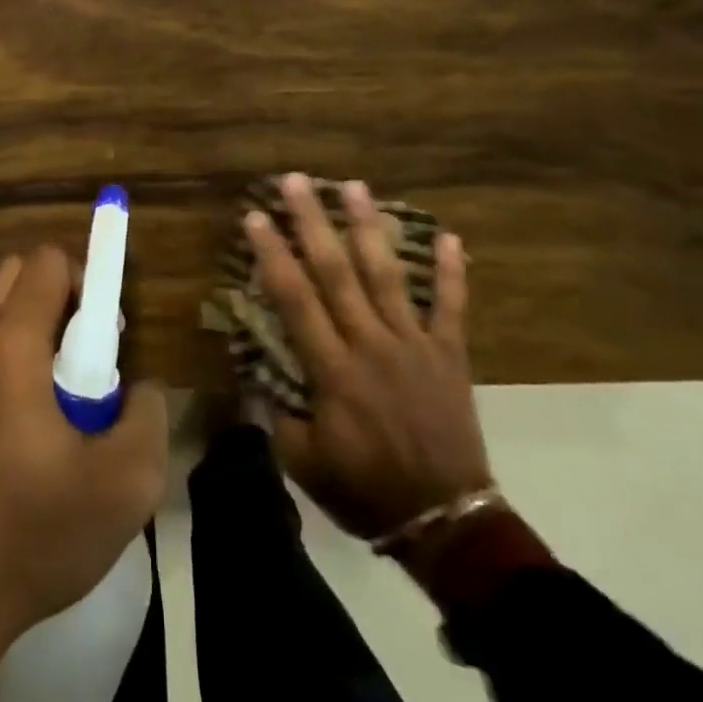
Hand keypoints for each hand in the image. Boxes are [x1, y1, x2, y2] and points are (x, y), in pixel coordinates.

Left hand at [0, 247, 168, 692]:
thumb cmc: (33, 533)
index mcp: (10, 344)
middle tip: (82, 354)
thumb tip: (140, 387)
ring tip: (52, 393)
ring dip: (28, 325)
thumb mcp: (123, 486)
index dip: (87, 279)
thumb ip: (148, 415)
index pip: (48, 260)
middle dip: (57, 295)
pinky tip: (15, 422)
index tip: (105, 333)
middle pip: (16, 272)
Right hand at [246, 173, 491, 543]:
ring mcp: (413, 343)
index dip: (272, 254)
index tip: (254, 216)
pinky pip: (451, 306)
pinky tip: (449, 236)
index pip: (294, 299)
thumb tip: (251, 370)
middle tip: (296, 180)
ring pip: (386, 274)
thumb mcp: (303, 462)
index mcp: (333, 369)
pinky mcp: (448, 353)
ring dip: (369, 227)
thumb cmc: (365, 490)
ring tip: (354, 186)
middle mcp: (370, 343)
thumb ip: (275, 412)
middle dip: (312, 222)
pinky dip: (451, 272)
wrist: (446, 522)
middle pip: (336, 271)